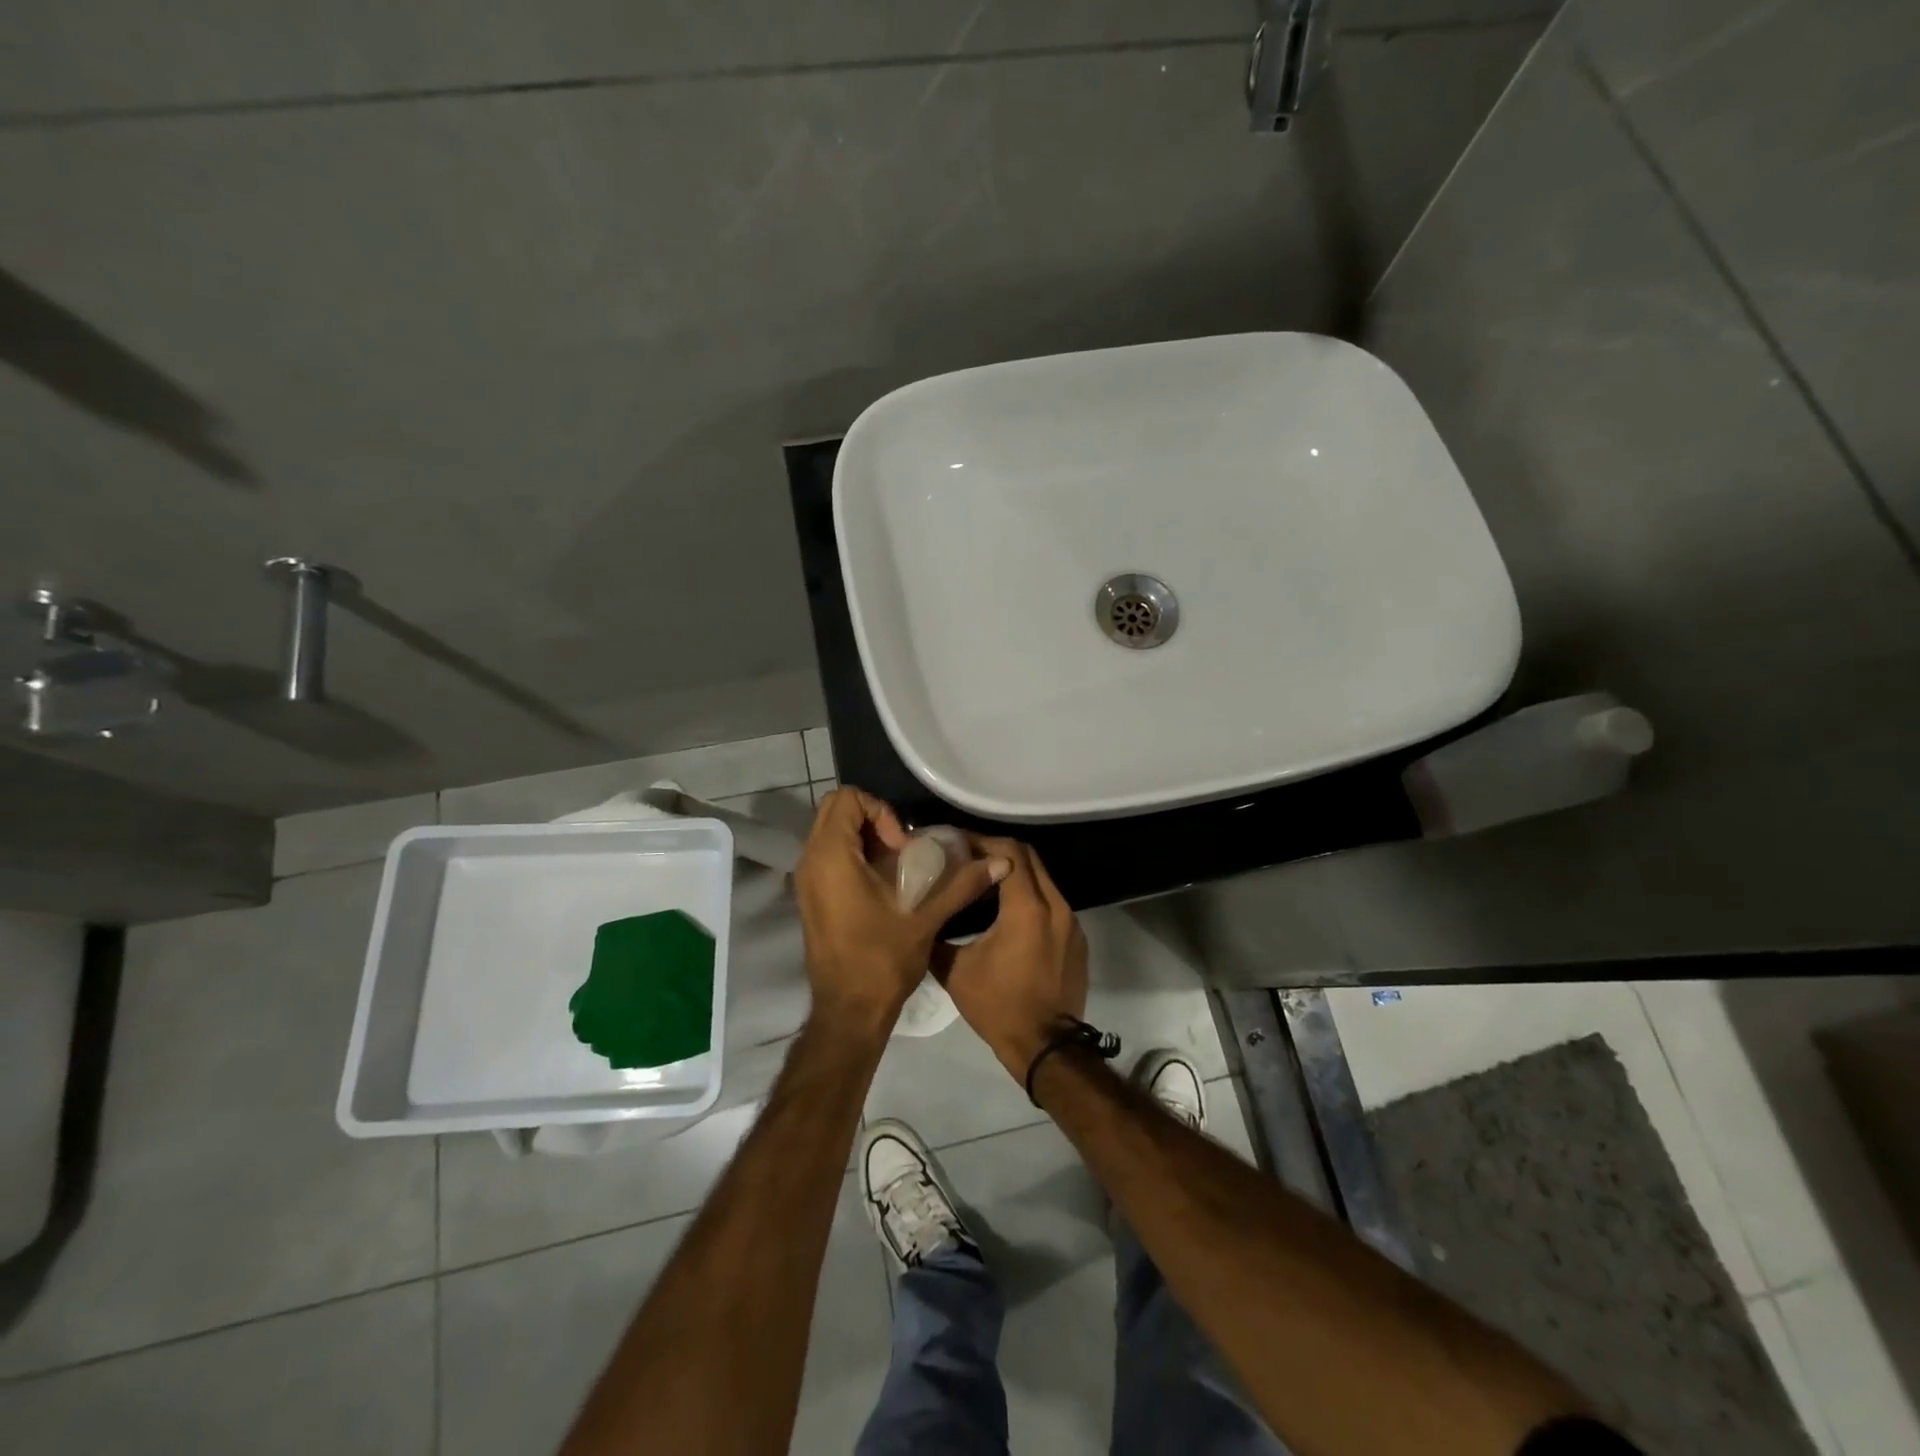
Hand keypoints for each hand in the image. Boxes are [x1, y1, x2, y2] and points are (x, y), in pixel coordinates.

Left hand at [794, 787, 1008, 1035]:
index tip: (901, 847)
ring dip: (865, 838)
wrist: (849, 1011)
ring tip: (897, 867)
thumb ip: (961, 884)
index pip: (847, 799)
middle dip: (873, 820)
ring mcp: (806, 880)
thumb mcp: (926, 919)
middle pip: (836, 810)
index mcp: (831, 858)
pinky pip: (829, 854)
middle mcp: (810, 861)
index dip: (880, 812)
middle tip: (902, 850)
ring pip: (831, 832)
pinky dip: (855, 855)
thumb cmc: (881, 961)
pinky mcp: (810, 896)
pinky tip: (883, 885)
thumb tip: (1002, 863)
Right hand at [934, 838, 1088, 1081]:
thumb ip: (938, 936)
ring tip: (985, 882)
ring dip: (1016, 873)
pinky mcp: (1077, 938)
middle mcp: (1055, 905)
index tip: (957, 844)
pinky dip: (1030, 896)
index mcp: (1027, 907)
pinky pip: (1052, 902)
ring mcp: (1071, 921)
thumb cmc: (999, 1006)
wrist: (1046, 1046)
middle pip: (1029, 857)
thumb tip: (921, 916)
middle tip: (968, 857)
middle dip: (998, 850)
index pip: (1009, 851)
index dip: (982, 841)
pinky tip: (1008, 912)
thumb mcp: (956, 970)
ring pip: (1043, 879)